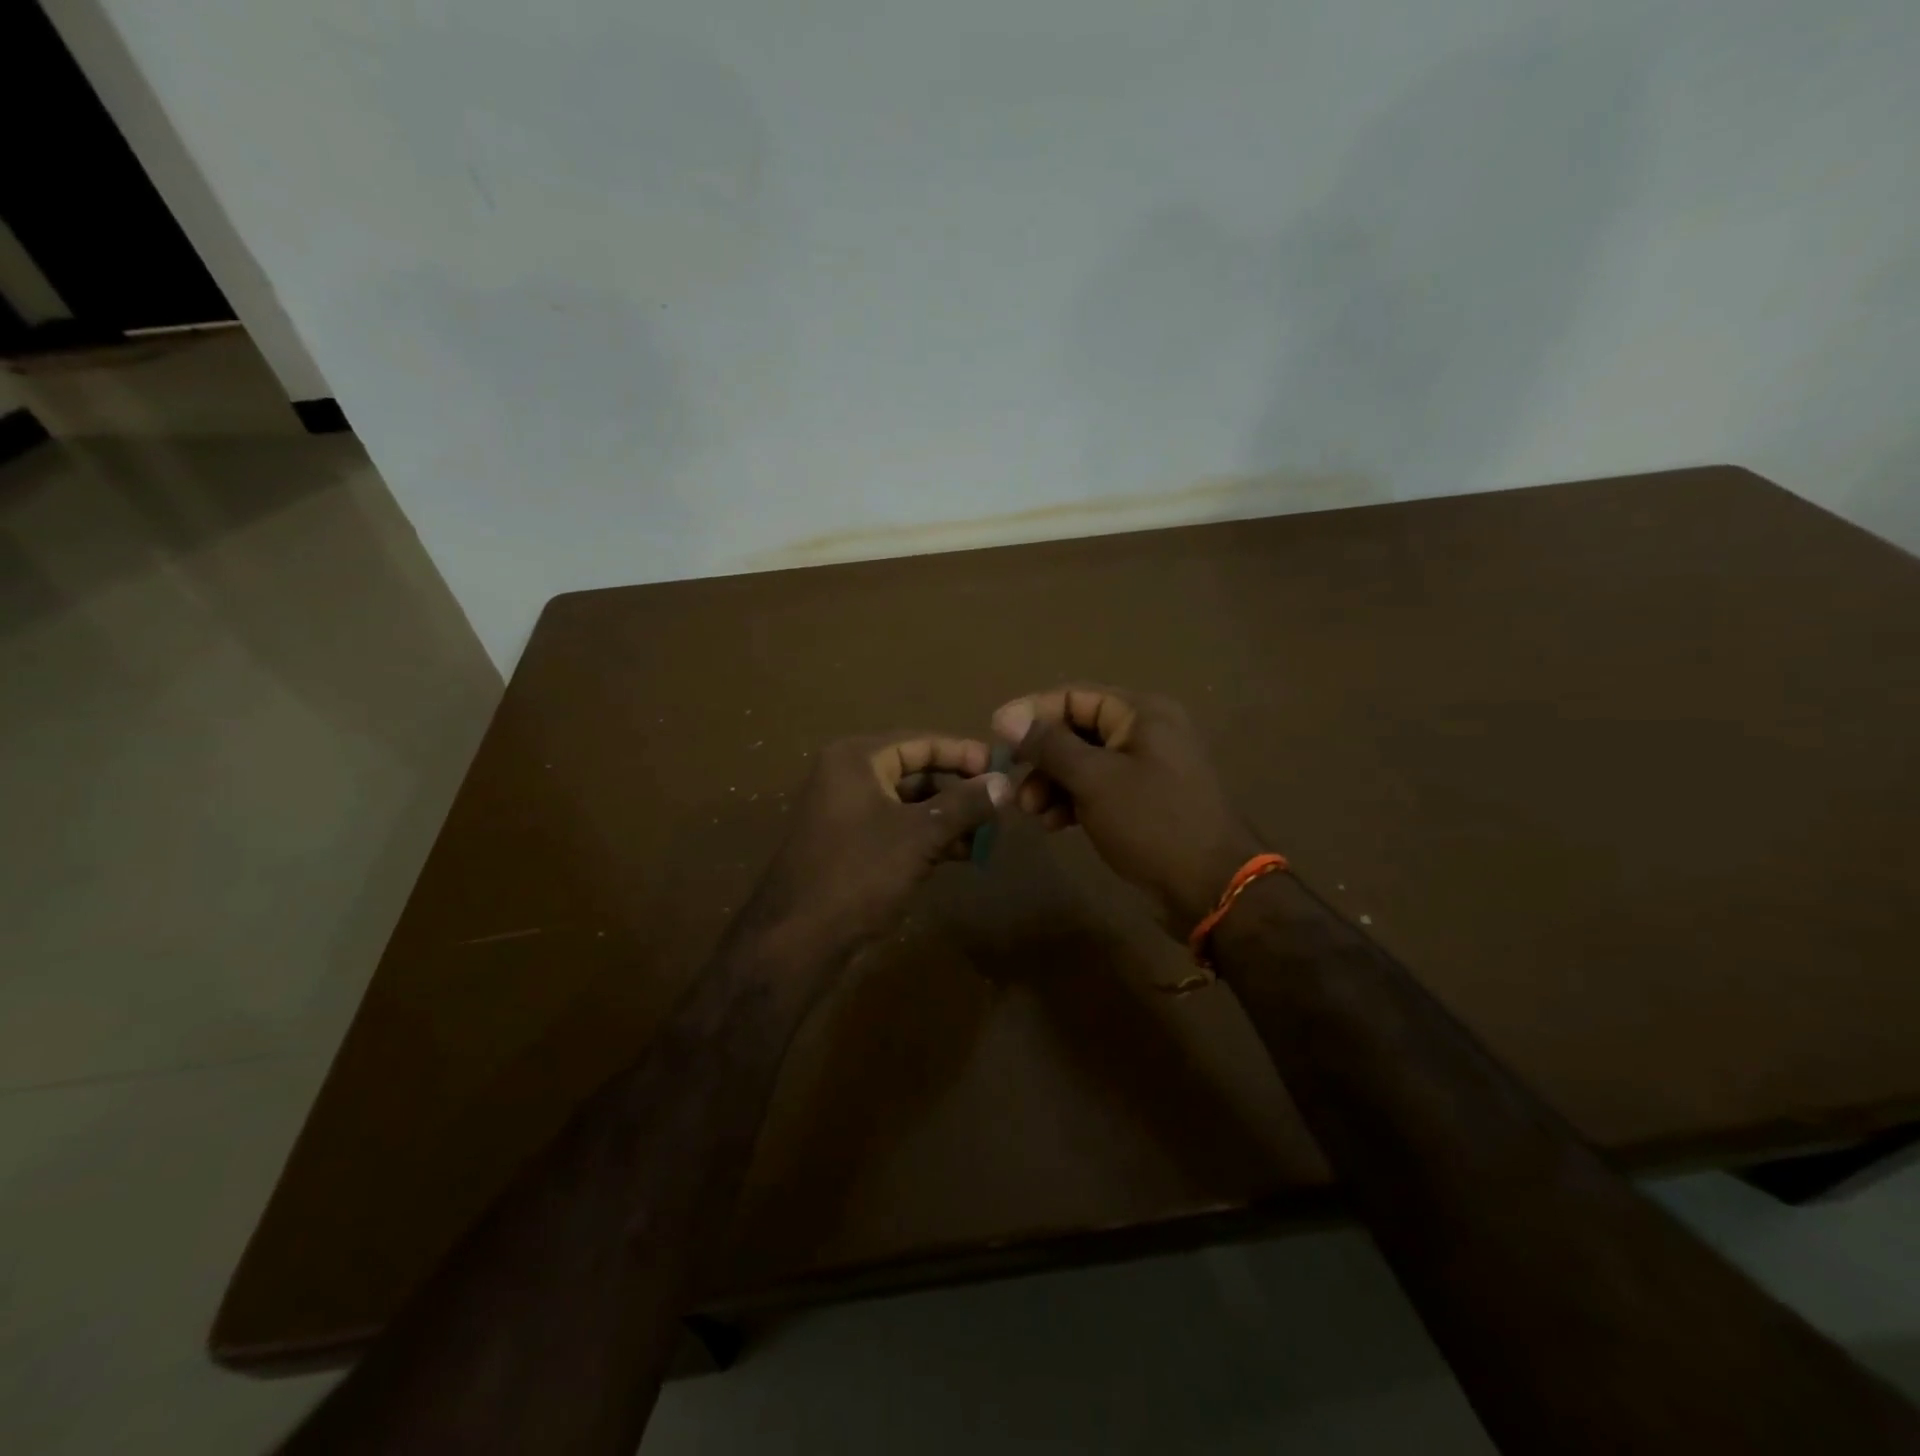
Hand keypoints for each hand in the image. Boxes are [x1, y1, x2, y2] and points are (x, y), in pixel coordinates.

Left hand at [743, 733, 1009, 958]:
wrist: (798, 938)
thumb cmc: (860, 873)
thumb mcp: (921, 835)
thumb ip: (966, 804)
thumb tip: (1006, 782)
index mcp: (857, 759)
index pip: (921, 742)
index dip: (964, 754)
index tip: (1003, 768)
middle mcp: (847, 776)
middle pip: (916, 771)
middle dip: (959, 790)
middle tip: (1000, 805)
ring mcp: (845, 811)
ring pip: (908, 803)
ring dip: (948, 817)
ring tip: (987, 835)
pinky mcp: (848, 843)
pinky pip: (896, 827)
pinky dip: (927, 836)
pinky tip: (960, 854)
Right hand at [992, 685, 1263, 932]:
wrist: (1212, 887)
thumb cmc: (1152, 823)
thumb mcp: (1094, 780)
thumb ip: (1049, 745)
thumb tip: (1006, 716)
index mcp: (1141, 713)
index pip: (1074, 696)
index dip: (1031, 713)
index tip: (995, 735)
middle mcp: (1146, 732)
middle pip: (1077, 730)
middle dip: (1041, 758)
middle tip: (1014, 787)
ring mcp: (1147, 767)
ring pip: (1084, 763)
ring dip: (1052, 783)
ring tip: (1032, 812)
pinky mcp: (1144, 800)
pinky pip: (1098, 788)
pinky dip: (1073, 801)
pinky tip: (1056, 825)